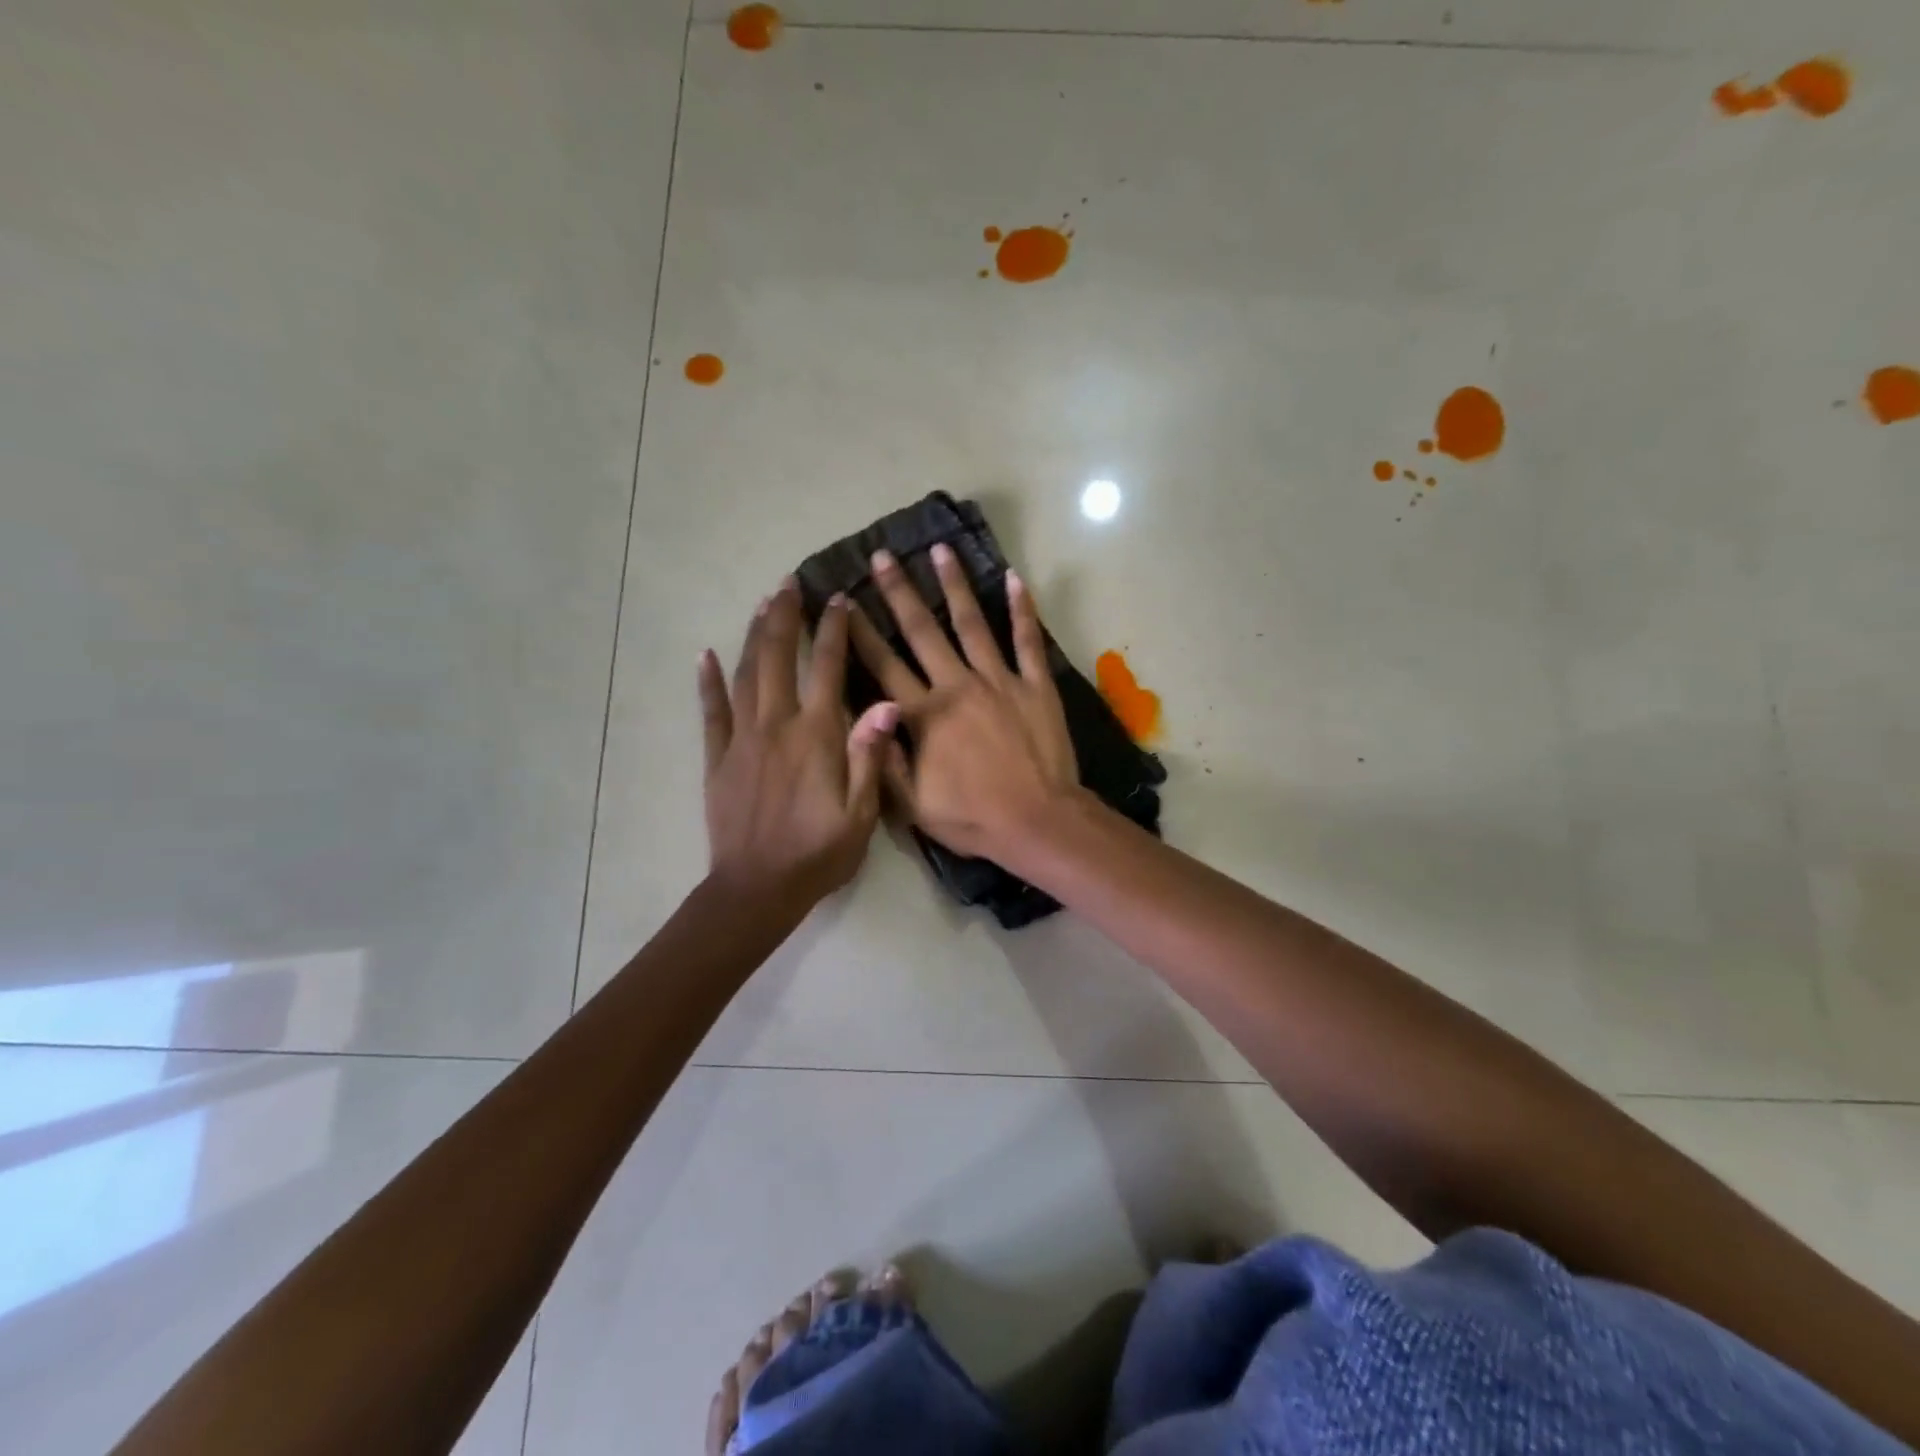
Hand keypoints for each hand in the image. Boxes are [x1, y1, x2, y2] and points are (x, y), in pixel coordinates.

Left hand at [700, 582, 899, 908]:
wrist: (758, 888)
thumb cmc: (819, 853)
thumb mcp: (861, 812)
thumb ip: (869, 755)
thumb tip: (886, 703)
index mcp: (816, 735)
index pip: (828, 669)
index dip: (834, 631)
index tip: (838, 600)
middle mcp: (777, 725)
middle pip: (779, 658)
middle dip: (785, 617)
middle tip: (789, 584)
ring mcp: (742, 740)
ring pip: (746, 674)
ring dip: (755, 636)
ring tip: (762, 605)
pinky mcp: (718, 758)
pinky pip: (710, 712)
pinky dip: (707, 681)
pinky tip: (705, 655)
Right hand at [849, 544, 1079, 861]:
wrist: (1039, 822)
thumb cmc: (974, 818)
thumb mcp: (913, 806)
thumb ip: (884, 760)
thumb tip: (865, 716)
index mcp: (923, 715)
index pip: (883, 665)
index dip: (861, 633)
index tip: (845, 602)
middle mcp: (957, 686)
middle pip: (922, 631)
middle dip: (898, 592)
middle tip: (883, 556)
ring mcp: (999, 680)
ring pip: (971, 623)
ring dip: (954, 585)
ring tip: (940, 550)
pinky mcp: (1036, 685)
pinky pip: (1027, 640)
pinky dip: (1022, 609)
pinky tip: (1013, 578)